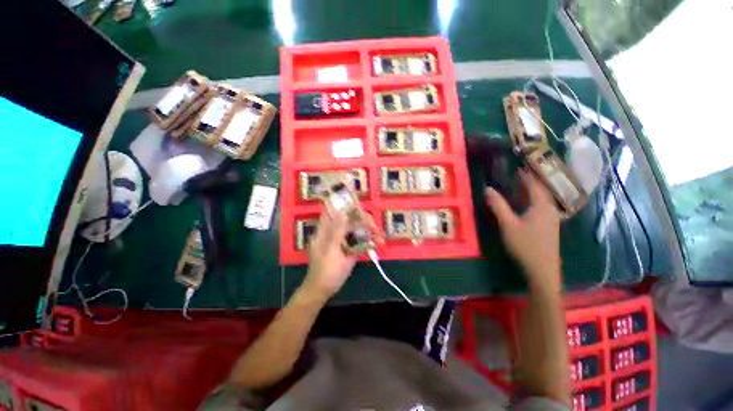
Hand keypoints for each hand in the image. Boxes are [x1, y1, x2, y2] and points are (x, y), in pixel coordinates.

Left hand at [302, 211, 382, 299]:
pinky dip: (368, 241)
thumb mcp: (331, 251)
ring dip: (369, 232)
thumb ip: (337, 231)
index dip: (347, 207)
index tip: (361, 209)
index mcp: (325, 230)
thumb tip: (343, 213)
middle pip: (350, 220)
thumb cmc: (325, 271)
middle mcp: (334, 231)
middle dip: (365, 223)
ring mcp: (342, 240)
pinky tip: (377, 243)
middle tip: (376, 230)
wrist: (323, 290)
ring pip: (357, 230)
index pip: (336, 211)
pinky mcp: (348, 247)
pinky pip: (359, 240)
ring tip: (381, 239)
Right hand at [485, 169, 561, 291]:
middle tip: (517, 173)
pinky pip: (541, 207)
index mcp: (541, 206)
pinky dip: (532, 200)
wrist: (542, 270)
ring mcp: (551, 219)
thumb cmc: (525, 245)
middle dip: (530, 181)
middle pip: (541, 190)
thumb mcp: (508, 224)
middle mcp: (550, 209)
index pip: (535, 184)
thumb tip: (488, 189)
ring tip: (519, 185)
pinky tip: (525, 204)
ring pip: (542, 199)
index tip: (518, 165)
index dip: (527, 174)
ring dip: (531, 190)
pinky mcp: (549, 227)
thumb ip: (498, 205)